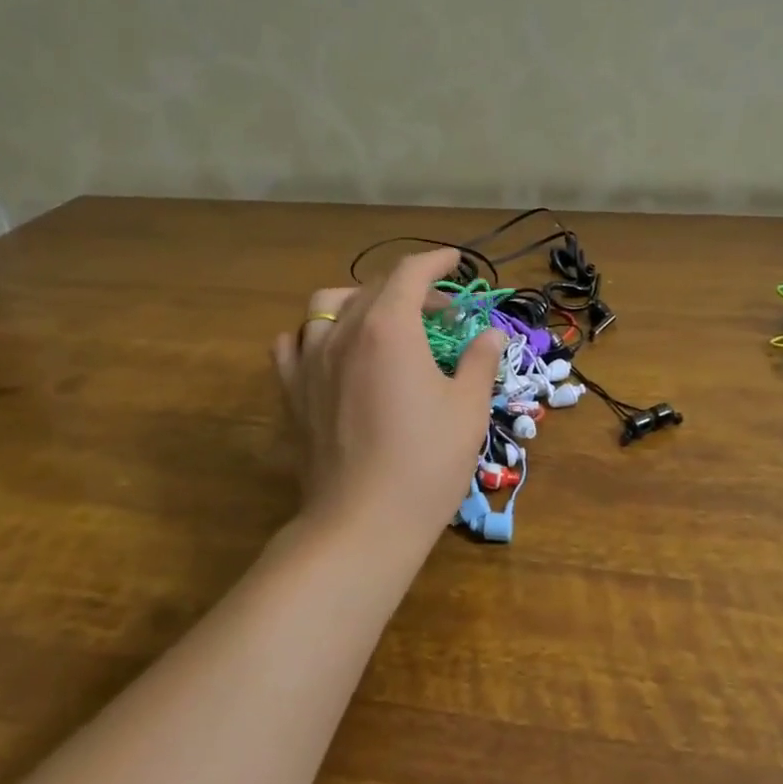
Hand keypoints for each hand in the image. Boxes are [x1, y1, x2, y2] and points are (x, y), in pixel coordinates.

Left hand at [274, 248, 504, 544]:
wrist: (362, 523)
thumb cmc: (426, 463)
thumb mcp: (468, 409)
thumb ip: (480, 361)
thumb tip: (491, 334)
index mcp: (389, 328)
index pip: (410, 273)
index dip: (436, 261)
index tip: (455, 260)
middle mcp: (343, 333)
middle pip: (373, 287)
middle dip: (410, 287)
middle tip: (441, 312)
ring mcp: (309, 361)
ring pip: (326, 306)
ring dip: (359, 301)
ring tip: (382, 322)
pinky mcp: (291, 392)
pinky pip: (294, 343)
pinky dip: (314, 334)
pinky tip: (332, 351)